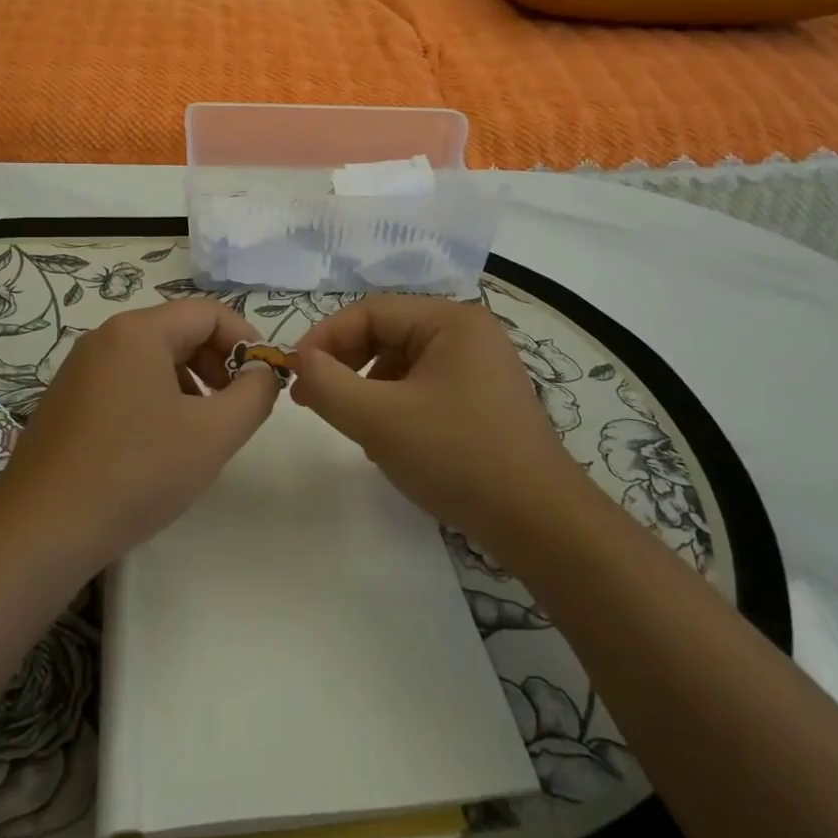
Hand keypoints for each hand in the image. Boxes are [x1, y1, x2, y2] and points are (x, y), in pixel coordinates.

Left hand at [0, 300, 277, 571]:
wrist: (41, 532)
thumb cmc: (136, 473)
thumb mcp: (213, 435)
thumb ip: (254, 395)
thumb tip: (264, 372)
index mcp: (138, 331)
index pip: (208, 313)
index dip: (246, 340)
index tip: (264, 380)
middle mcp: (105, 337)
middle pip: (179, 331)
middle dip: (218, 363)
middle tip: (236, 407)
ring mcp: (80, 368)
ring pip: (152, 358)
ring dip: (189, 383)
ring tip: (200, 430)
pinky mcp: (66, 400)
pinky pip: (125, 381)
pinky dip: (156, 399)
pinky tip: (159, 446)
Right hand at [294, 295, 583, 553]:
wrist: (543, 526)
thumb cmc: (458, 457)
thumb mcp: (380, 420)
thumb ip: (328, 385)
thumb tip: (298, 362)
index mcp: (450, 320)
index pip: (369, 311)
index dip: (325, 338)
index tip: (294, 373)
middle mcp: (467, 333)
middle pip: (386, 333)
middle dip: (346, 364)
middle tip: (312, 398)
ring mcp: (479, 367)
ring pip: (401, 363)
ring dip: (367, 387)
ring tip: (351, 423)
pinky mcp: (482, 400)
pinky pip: (422, 386)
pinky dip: (394, 405)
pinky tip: (388, 440)